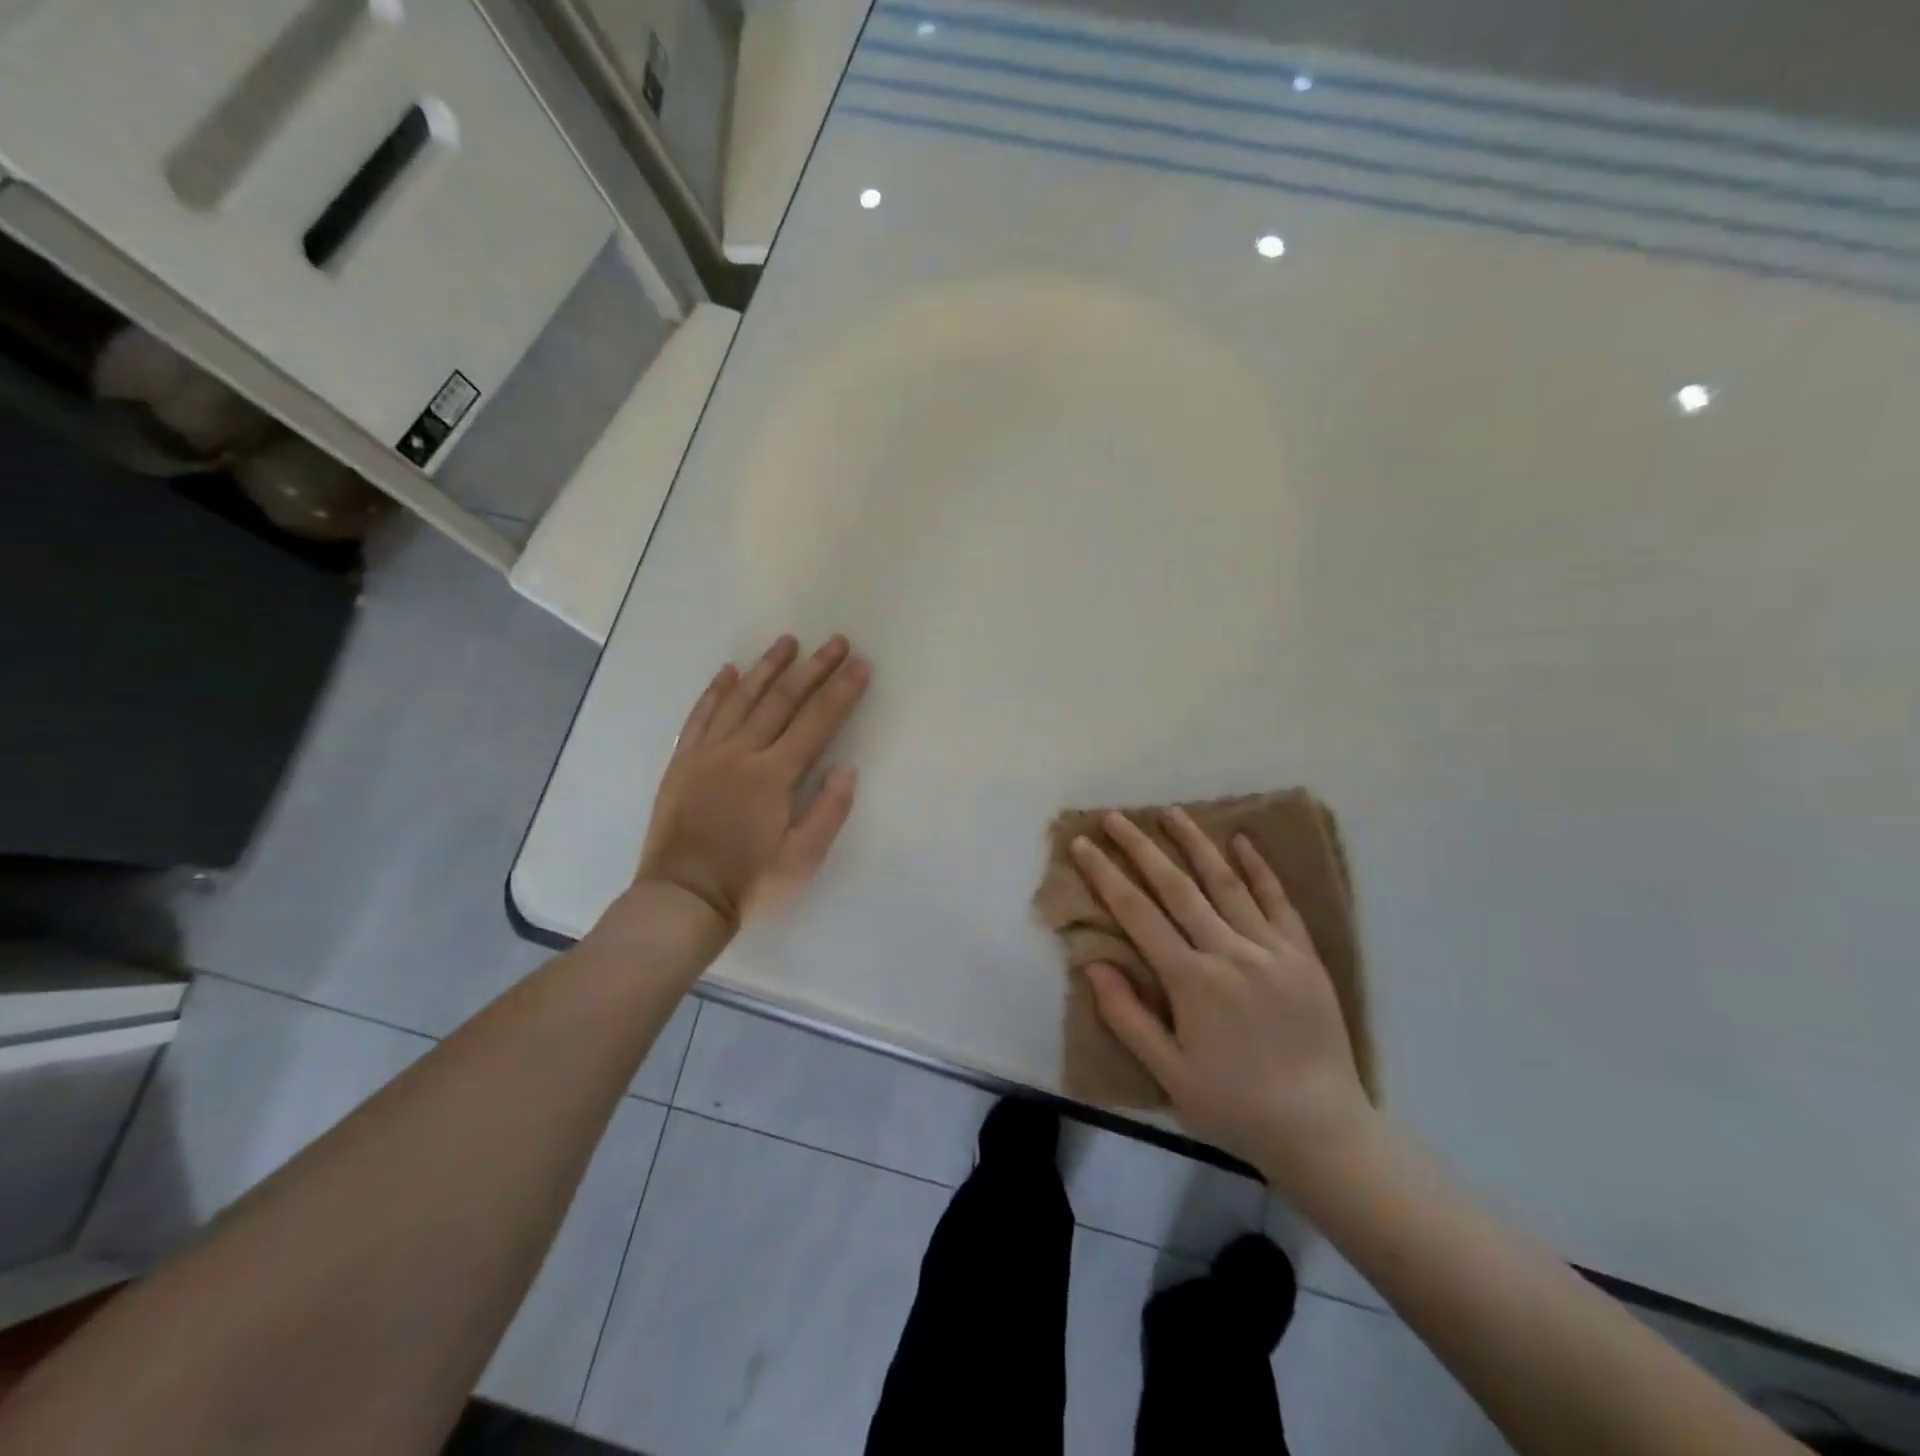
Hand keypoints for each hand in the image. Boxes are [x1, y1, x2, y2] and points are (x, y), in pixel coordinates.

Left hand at [631, 634, 869, 938]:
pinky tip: (730, 671)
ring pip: (741, 698)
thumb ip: (828, 811)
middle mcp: (741, 753)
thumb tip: (846, 767)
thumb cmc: (750, 882)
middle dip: (813, 668)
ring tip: (788, 641)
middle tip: (835, 642)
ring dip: (767, 667)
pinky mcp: (682, 762)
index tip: (860, 665)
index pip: (817, 722)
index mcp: (773, 775)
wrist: (682, 898)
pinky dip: (716, 691)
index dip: (842, 692)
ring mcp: (707, 753)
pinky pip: (700, 716)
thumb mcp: (803, 859)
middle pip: (782, 700)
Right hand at [1072, 809, 1374, 1188]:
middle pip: (1176, 887)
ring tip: (1170, 813)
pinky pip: (1278, 901)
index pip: (1137, 914)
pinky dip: (1259, 869)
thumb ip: (1127, 1016)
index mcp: (1191, 981)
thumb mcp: (1168, 1073)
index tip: (1083, 845)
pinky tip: (1243, 841)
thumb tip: (1093, 963)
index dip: (1106, 875)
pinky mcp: (1303, 955)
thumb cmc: (1234, 1105)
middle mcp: (1228, 952)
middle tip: (1115, 817)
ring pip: (1226, 883)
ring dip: (1195, 844)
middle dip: (1141, 848)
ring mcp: (1271, 949)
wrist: (1321, 1129)